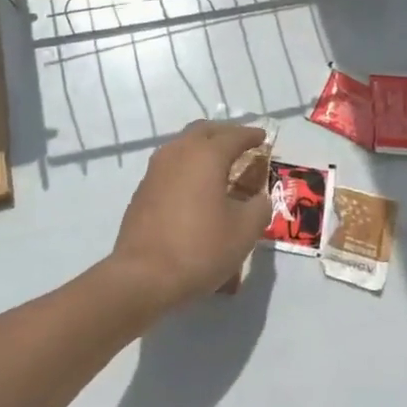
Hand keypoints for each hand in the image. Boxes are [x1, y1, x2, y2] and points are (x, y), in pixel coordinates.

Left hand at [108, 121, 270, 312]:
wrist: (143, 275)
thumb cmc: (200, 248)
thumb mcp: (244, 232)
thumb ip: (259, 207)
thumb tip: (259, 198)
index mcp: (206, 155)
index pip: (234, 135)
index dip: (251, 135)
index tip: (263, 137)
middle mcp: (179, 152)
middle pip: (204, 131)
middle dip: (225, 134)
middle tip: (242, 145)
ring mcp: (156, 169)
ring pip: (183, 144)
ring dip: (203, 147)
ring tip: (220, 164)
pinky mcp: (143, 188)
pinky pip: (171, 164)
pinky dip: (188, 165)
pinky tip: (196, 186)